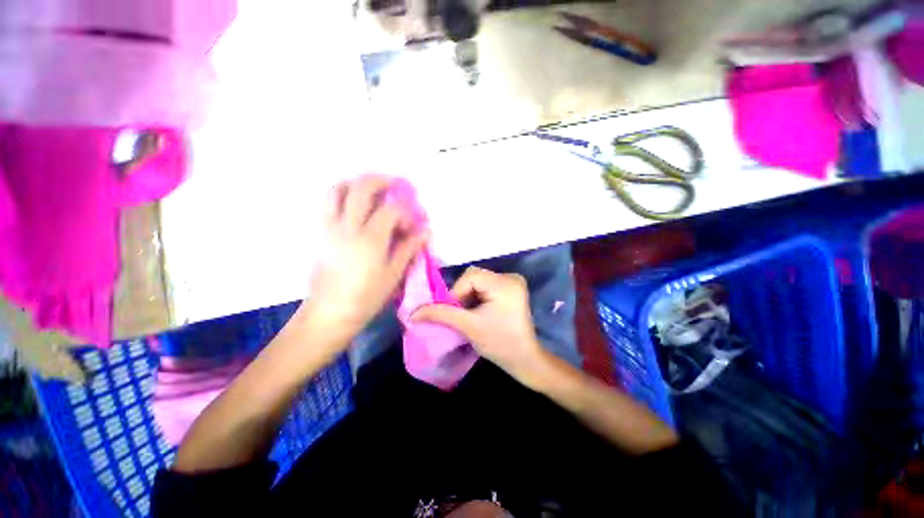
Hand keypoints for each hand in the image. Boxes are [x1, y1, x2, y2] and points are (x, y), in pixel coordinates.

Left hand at [305, 175, 427, 339]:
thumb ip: (409, 248)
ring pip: (337, 190)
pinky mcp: (321, 233)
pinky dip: (342, 194)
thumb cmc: (366, 297)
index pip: (390, 210)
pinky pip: (328, 203)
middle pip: (360, 188)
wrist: (330, 312)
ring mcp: (330, 228)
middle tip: (394, 184)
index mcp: (370, 240)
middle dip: (380, 180)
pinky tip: (355, 205)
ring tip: (371, 189)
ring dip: (356, 183)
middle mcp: (348, 227)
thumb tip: (426, 232)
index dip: (405, 212)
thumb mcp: (394, 274)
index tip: (411, 224)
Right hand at [412, 266, 547, 384]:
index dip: (457, 292)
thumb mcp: (468, 327)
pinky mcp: (511, 289)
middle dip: (463, 294)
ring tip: (470, 315)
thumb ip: (441, 314)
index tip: (455, 313)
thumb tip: (413, 313)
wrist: (524, 359)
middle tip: (461, 315)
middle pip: (474, 277)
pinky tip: (479, 311)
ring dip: (469, 296)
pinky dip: (478, 296)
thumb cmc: (499, 344)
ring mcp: (513, 282)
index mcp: (505, 283)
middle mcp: (511, 277)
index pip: (470, 276)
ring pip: (479, 281)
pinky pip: (486, 286)